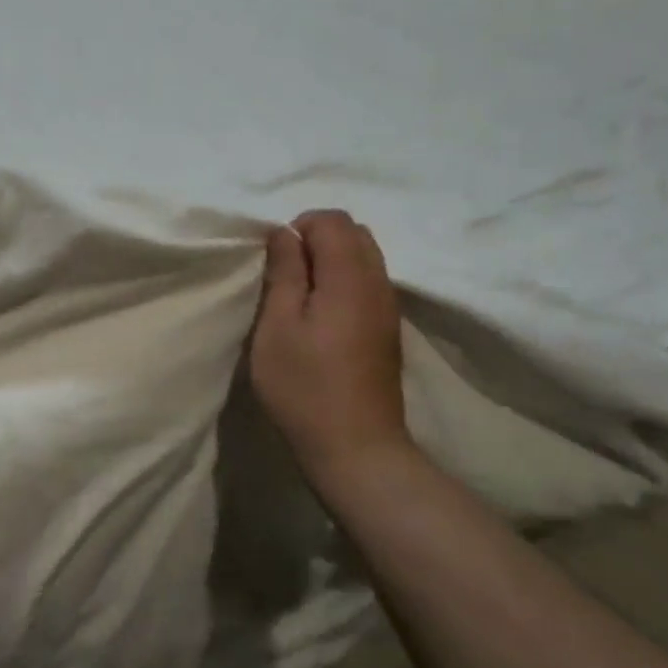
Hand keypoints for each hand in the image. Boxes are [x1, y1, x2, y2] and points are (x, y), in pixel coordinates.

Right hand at [251, 211, 410, 488]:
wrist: (356, 447)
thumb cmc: (305, 386)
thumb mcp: (277, 327)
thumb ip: (284, 272)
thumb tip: (284, 233)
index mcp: (349, 276)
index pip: (332, 220)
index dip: (299, 227)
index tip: (276, 261)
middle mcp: (378, 282)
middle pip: (355, 232)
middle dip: (318, 238)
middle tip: (287, 275)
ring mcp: (389, 307)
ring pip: (367, 257)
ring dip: (333, 260)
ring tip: (303, 297)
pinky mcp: (390, 329)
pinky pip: (371, 282)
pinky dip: (346, 281)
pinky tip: (324, 317)